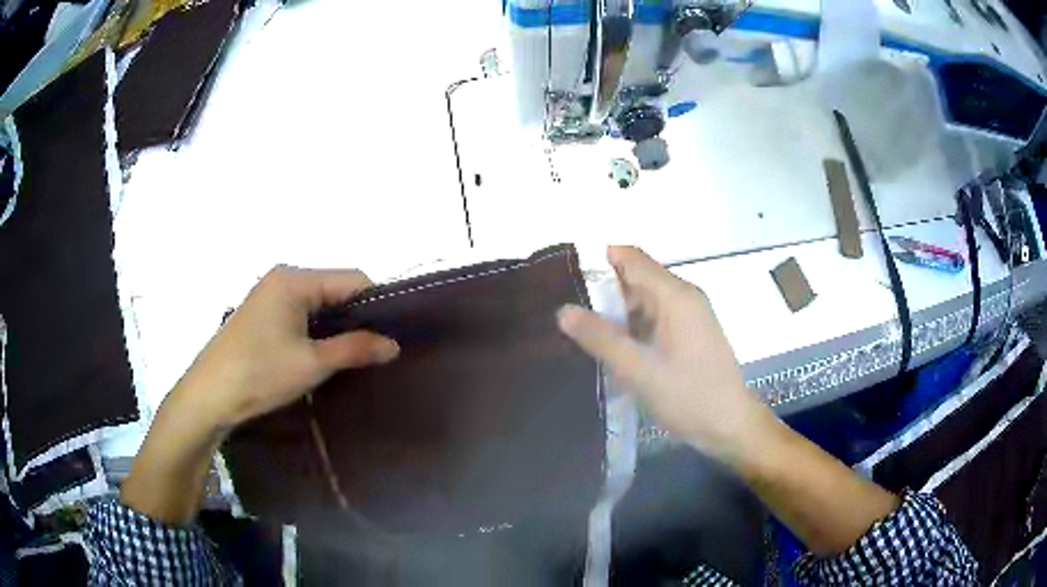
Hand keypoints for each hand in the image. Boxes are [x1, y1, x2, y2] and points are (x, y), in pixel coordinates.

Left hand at [175, 266, 400, 431]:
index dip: (376, 304)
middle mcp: (283, 278)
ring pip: (317, 303)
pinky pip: (300, 313)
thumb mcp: (312, 363)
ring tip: (352, 356)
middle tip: (375, 350)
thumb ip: (355, 348)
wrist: (209, 395)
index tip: (392, 334)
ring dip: (335, 326)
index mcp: (295, 279)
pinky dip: (316, 330)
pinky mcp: (261, 313)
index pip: (352, 279)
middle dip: (356, 317)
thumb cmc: (260, 374)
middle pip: (334, 288)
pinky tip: (322, 354)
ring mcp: (269, 294)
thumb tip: (394, 345)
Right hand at [557, 246, 770, 461]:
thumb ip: (600, 338)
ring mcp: (689, 315)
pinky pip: (655, 319)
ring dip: (618, 314)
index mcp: (675, 295)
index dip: (598, 261)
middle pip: (637, 279)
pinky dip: (633, 328)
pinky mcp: (690, 334)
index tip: (565, 279)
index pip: (631, 258)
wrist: (730, 425)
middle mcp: (684, 296)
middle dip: (604, 293)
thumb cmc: (688, 396)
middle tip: (568, 316)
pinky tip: (614, 349)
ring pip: (645, 301)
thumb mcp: (638, 370)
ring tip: (583, 334)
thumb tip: (563, 310)